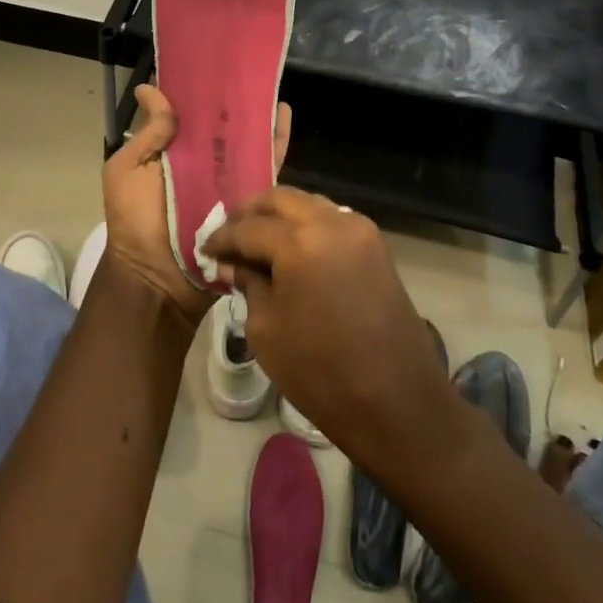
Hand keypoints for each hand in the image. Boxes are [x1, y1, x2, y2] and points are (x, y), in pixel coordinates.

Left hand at [100, 84, 290, 328]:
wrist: (158, 278)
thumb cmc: (134, 222)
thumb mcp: (126, 171)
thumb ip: (146, 134)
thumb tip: (149, 88)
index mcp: (172, 152)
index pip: (188, 113)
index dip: (196, 88)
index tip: (209, 57)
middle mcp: (202, 162)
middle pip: (221, 124)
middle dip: (233, 98)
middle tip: (247, 66)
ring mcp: (227, 179)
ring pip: (247, 140)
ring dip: (258, 113)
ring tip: (269, 83)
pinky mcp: (249, 197)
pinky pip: (266, 165)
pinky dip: (276, 140)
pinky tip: (284, 114)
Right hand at [202, 188, 449, 471]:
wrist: (397, 403)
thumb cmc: (321, 373)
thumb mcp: (266, 330)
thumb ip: (248, 285)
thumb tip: (235, 265)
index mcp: (300, 241)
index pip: (249, 228)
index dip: (222, 238)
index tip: (205, 249)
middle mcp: (331, 222)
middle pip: (281, 200)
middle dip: (251, 213)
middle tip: (230, 235)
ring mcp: (359, 230)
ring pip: (309, 204)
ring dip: (281, 216)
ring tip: (259, 240)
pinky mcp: (377, 246)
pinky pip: (333, 220)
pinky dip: (308, 225)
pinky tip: (292, 248)